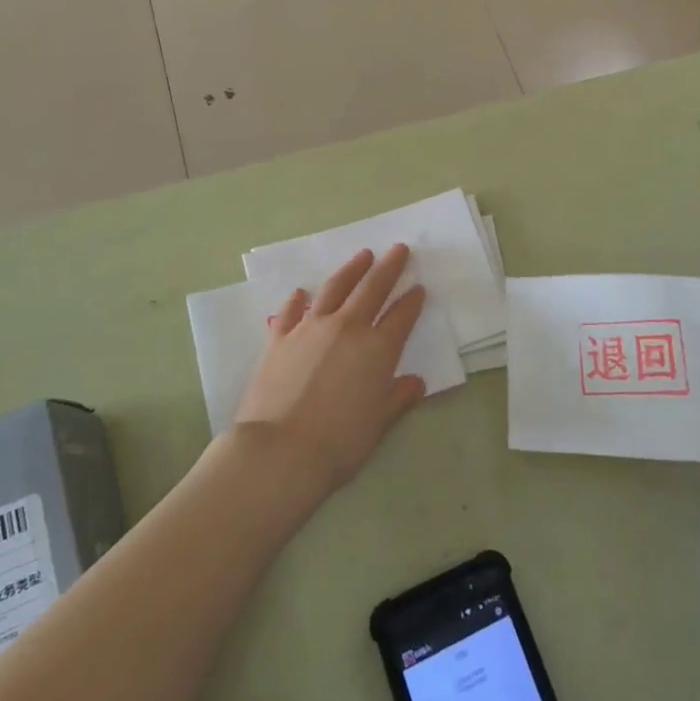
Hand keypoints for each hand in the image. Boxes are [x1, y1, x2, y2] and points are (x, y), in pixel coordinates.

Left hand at [233, 244, 427, 499]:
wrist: (280, 451)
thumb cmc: (339, 442)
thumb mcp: (379, 423)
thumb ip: (398, 397)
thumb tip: (415, 382)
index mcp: (377, 349)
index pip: (401, 316)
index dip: (412, 301)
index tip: (419, 287)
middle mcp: (347, 328)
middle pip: (373, 288)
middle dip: (389, 267)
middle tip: (399, 249)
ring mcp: (310, 329)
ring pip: (335, 288)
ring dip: (352, 269)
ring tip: (363, 255)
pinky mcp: (280, 338)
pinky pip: (291, 311)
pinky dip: (298, 299)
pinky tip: (302, 291)